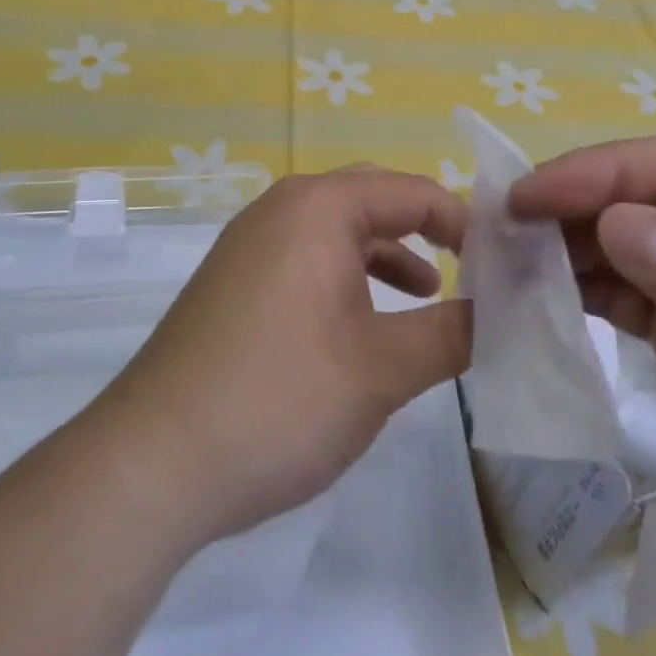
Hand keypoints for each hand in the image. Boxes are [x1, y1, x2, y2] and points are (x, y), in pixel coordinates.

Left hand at [86, 169, 472, 550]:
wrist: (151, 464)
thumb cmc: (280, 400)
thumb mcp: (383, 369)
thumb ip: (453, 332)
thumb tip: (504, 311)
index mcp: (317, 208)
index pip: (410, 191)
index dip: (463, 222)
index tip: (501, 265)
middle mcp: (279, 209)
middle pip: (371, 199)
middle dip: (424, 229)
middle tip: (470, 268)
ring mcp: (248, 245)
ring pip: (336, 231)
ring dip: (385, 254)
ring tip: (426, 295)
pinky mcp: (232, 282)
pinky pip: (304, 258)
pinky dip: (345, 278)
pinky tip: (361, 324)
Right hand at [510, 136, 655, 614]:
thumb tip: (614, 224)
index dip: (599, 174)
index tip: (526, 197)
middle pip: (639, 198)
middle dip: (569, 208)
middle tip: (496, 231)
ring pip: (620, 244)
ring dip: (563, 249)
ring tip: (503, 265)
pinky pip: (619, 297)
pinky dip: (575, 292)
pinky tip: (536, 300)